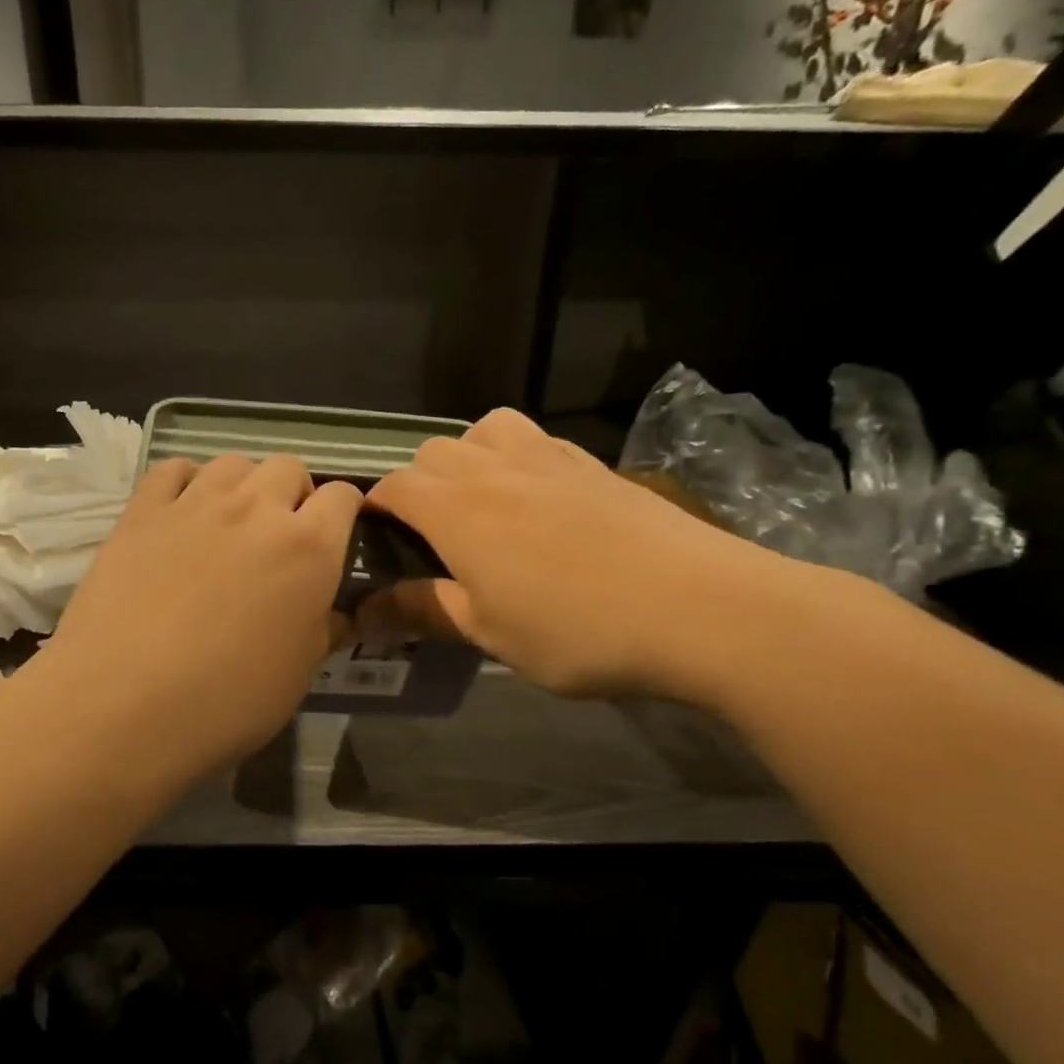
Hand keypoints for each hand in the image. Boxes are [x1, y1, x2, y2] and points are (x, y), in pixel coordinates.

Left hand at [34, 454, 360, 780]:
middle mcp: (257, 509)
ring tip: (232, 521)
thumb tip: (336, 612)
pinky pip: (173, 469)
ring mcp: (196, 503)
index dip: (345, 512)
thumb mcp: (298, 673)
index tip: (335, 536)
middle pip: (289, 467)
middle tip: (281, 534)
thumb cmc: (227, 701)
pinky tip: (182, 512)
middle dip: (294, 493)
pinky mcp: (143, 510)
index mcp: (308, 547)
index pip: (343, 497)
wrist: (124, 702)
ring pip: (234, 462)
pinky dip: (187, 481)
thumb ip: (324, 629)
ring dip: (244, 484)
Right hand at [362, 408, 819, 704]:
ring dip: (467, 457)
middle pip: (432, 451)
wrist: (700, 608)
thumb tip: (363, 612)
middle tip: (433, 536)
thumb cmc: (578, 629)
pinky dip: (515, 457)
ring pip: (484, 430)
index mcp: (457, 510)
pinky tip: (539, 501)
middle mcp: (494, 469)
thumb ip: (422, 610)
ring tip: (482, 503)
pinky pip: (534, 439)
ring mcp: (548, 458)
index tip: (378, 543)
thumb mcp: (489, 633)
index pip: (393, 486)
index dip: (375, 509)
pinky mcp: (592, 463)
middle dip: (417, 484)